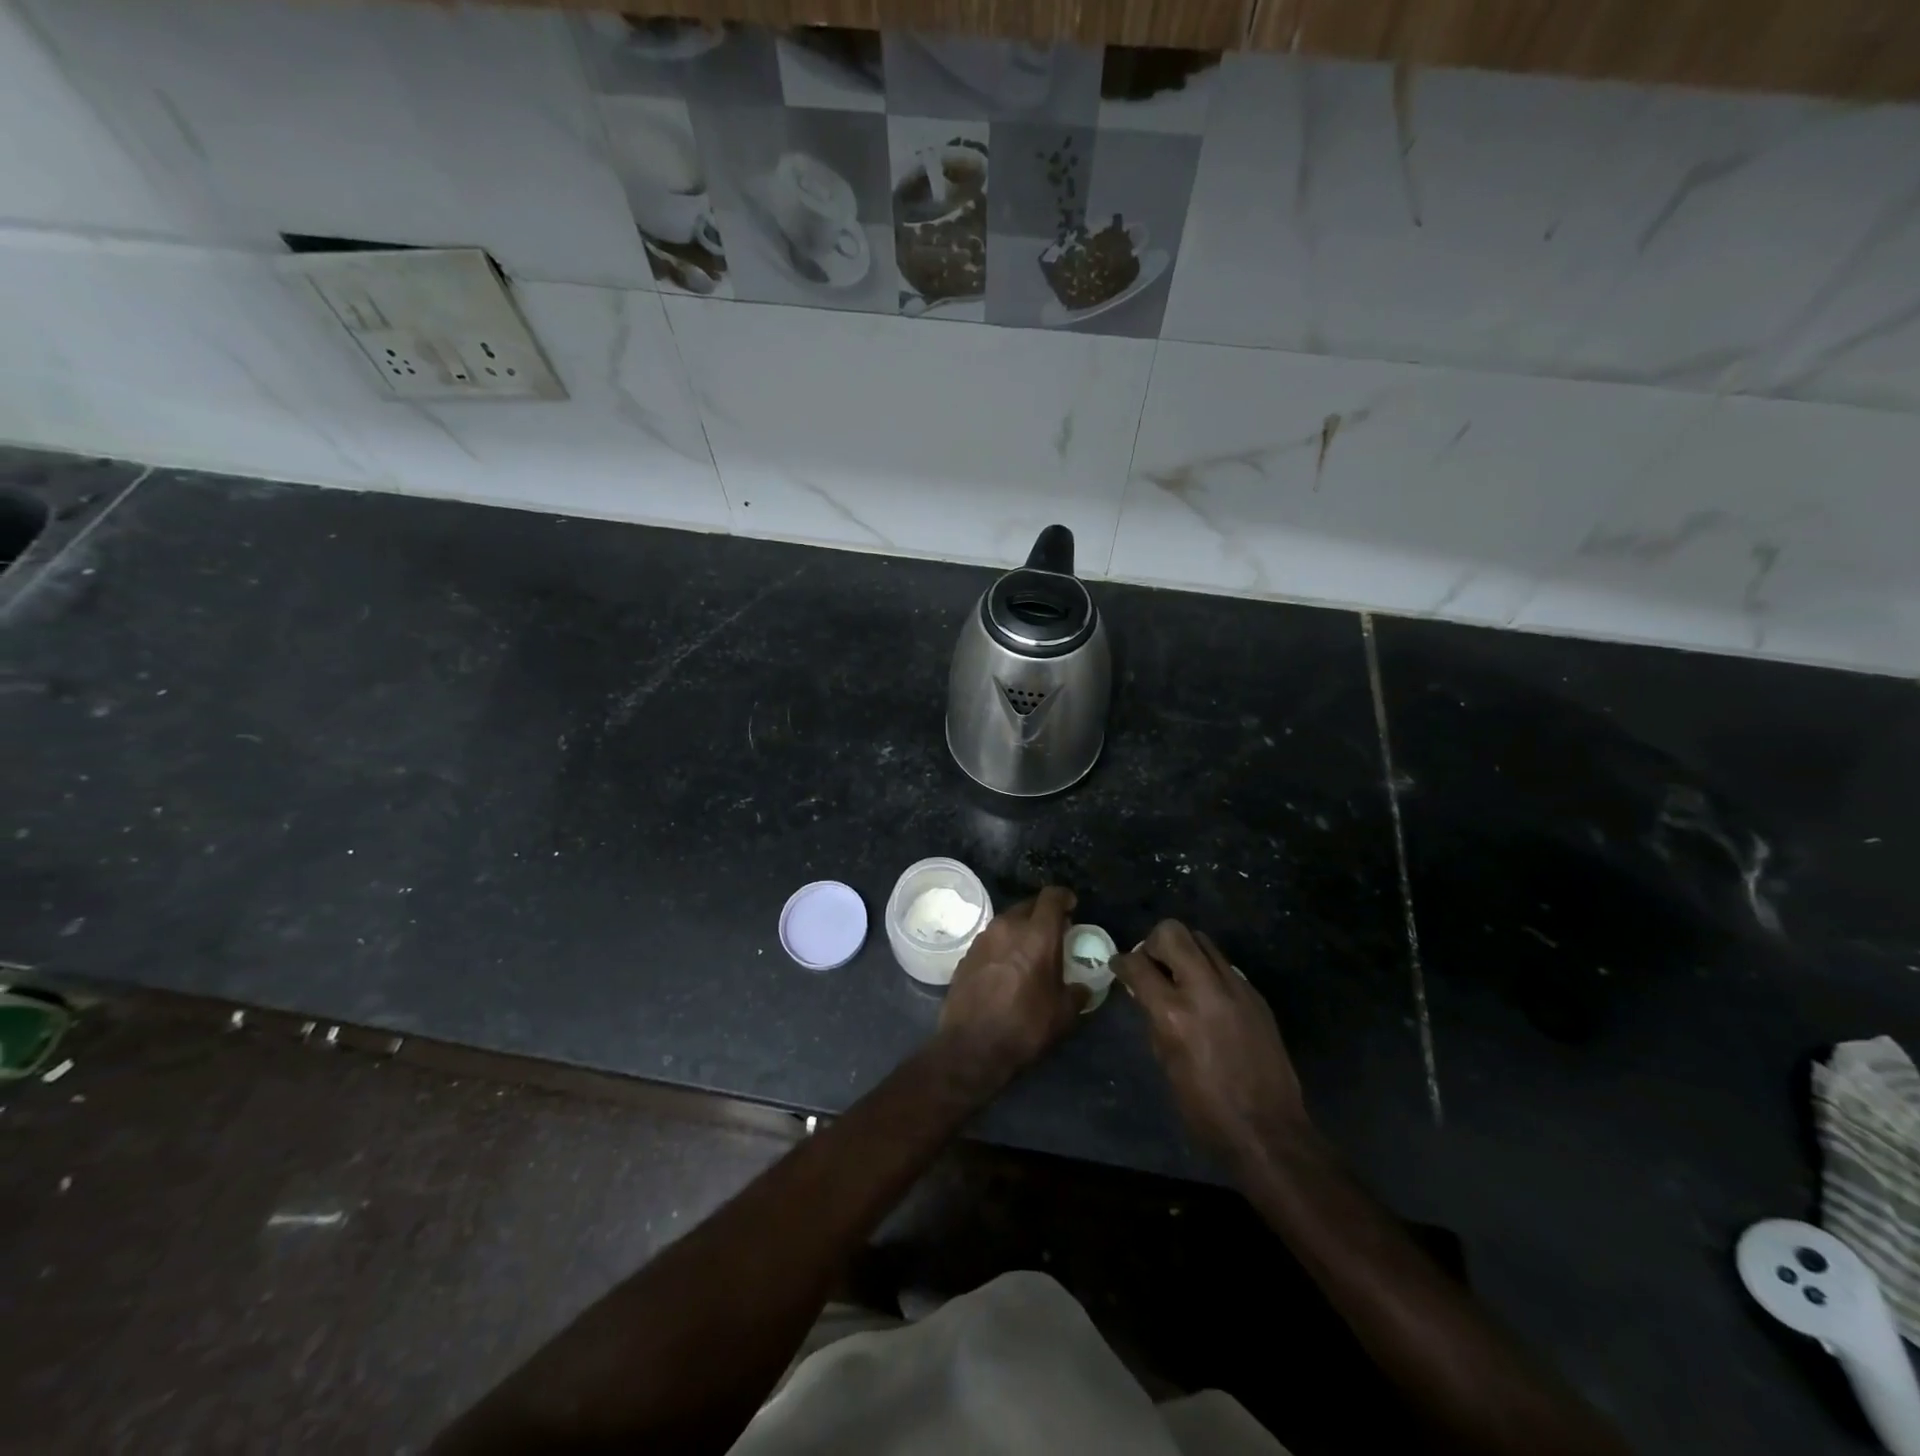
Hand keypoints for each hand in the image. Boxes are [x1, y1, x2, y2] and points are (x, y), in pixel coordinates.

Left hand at [937, 885, 1085, 1092]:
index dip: (1064, 898)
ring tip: (1030, 952)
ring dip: (1021, 930)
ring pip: (1007, 921)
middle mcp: (1007, 927)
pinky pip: (991, 940)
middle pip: (1028, 905)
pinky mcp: (966, 954)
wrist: (971, 1047)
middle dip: (1043, 914)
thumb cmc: (1024, 1027)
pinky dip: (1003, 946)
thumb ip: (1077, 993)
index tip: (1072, 908)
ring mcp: (983, 938)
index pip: (1052, 896)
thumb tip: (1082, 987)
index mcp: (1037, 934)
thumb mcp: (1063, 1014)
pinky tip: (1006, 968)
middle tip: (1054, 934)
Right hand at [1111, 920, 1312, 1170]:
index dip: (1122, 962)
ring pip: (1202, 940)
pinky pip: (1224, 965)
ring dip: (1184, 951)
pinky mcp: (1255, 994)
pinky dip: (1208, 971)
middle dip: (1154, 943)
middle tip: (1151, 964)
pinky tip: (1207, 998)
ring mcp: (1235, 988)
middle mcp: (1204, 990)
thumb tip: (1146, 993)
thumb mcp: (1165, 1062)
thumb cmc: (1205, 1108)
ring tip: (1180, 976)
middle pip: (1172, 932)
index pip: (1138, 965)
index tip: (1119, 966)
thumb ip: (1154, 1018)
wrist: (1268, 1129)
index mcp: (1174, 1013)